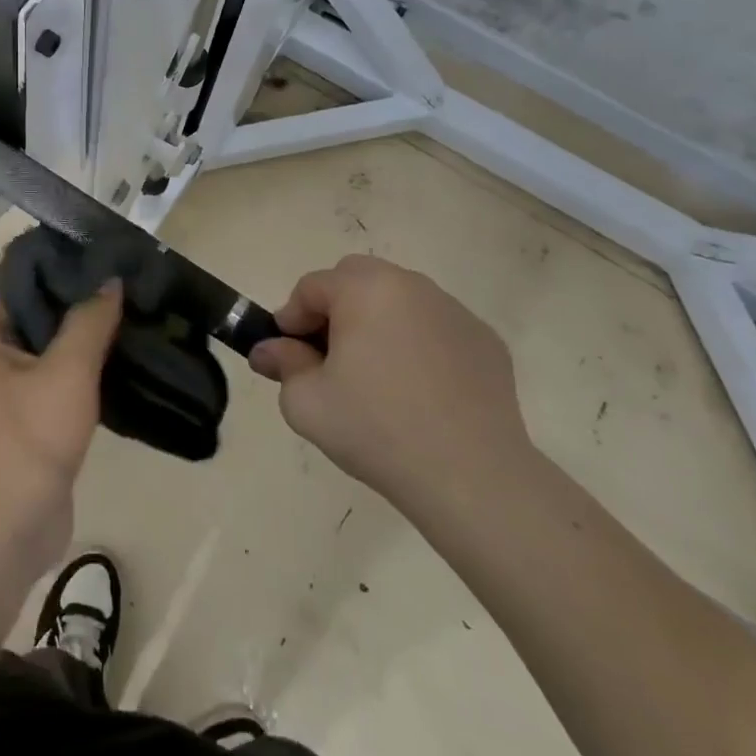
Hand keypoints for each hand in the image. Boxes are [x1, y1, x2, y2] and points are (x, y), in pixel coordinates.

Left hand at [0, 285, 122, 575]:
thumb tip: (111, 280)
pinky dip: (82, 371)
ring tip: (128, 316)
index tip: (99, 254)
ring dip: (83, 338)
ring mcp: (6, 394)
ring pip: (48, 351)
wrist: (7, 529)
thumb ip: (89, 321)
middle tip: (123, 284)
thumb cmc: (28, 439)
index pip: (18, 281)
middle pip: (35, 314)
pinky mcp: (27, 423)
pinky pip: (55, 383)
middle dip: (76, 301)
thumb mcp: (66, 371)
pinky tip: (120, 362)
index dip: (56, 264)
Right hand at [248, 256, 532, 520]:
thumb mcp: (306, 401)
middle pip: (357, 278)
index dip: (292, 318)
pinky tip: (418, 390)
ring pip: (399, 299)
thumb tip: (269, 350)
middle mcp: (411, 285)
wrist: (472, 477)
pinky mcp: (485, 341)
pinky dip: (418, 343)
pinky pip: (435, 327)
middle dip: (334, 308)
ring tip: (375, 374)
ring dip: (377, 321)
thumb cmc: (376, 429)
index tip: (288, 354)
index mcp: (365, 289)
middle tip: (328, 356)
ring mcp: (454, 311)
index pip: (312, 286)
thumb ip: (282, 364)